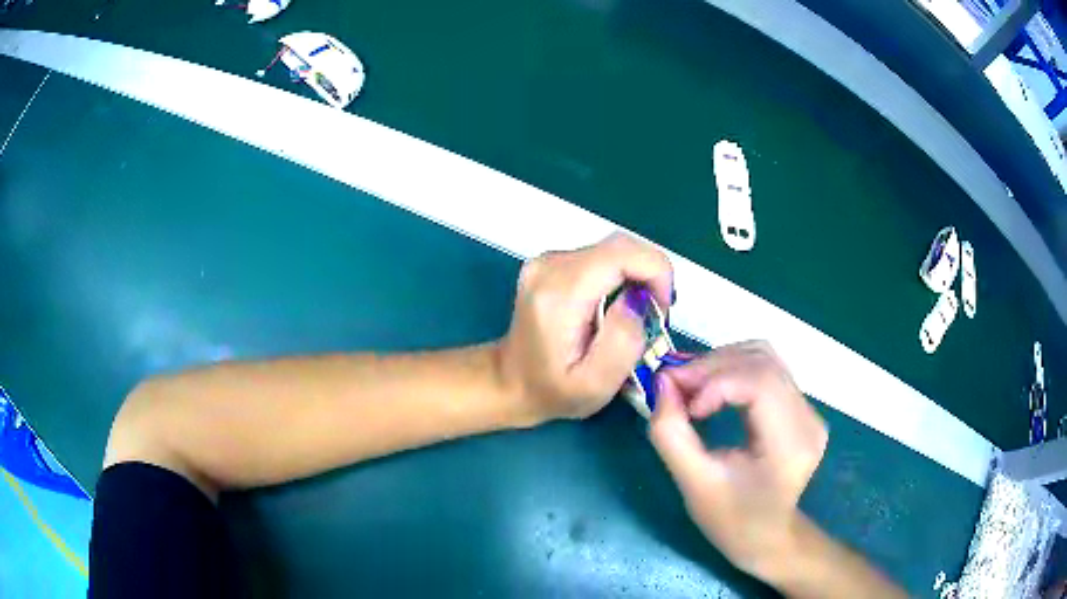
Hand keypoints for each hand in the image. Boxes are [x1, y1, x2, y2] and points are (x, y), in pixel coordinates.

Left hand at [498, 233, 672, 422]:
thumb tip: (636, 302)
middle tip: (656, 313)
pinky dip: (621, 275)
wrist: (510, 381)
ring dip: (637, 276)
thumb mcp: (595, 385)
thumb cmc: (552, 390)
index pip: (620, 254)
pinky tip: (619, 306)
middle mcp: (550, 266)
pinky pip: (600, 257)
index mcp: (559, 293)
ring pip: (613, 251)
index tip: (663, 306)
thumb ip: (622, 343)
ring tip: (639, 314)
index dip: (655, 271)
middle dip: (650, 274)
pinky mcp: (552, 262)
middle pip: (619, 247)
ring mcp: (548, 260)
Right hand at [649, 341, 827, 582]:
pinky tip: (712, 389)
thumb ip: (670, 434)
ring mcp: (810, 411)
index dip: (716, 381)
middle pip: (762, 361)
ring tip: (692, 386)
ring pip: (765, 356)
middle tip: (675, 385)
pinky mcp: (802, 407)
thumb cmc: (731, 520)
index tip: (684, 405)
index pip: (760, 383)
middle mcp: (808, 420)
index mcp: (790, 446)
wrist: (767, 536)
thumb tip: (662, 383)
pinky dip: (733, 369)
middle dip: (712, 365)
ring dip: (722, 362)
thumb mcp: (693, 485)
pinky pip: (767, 369)